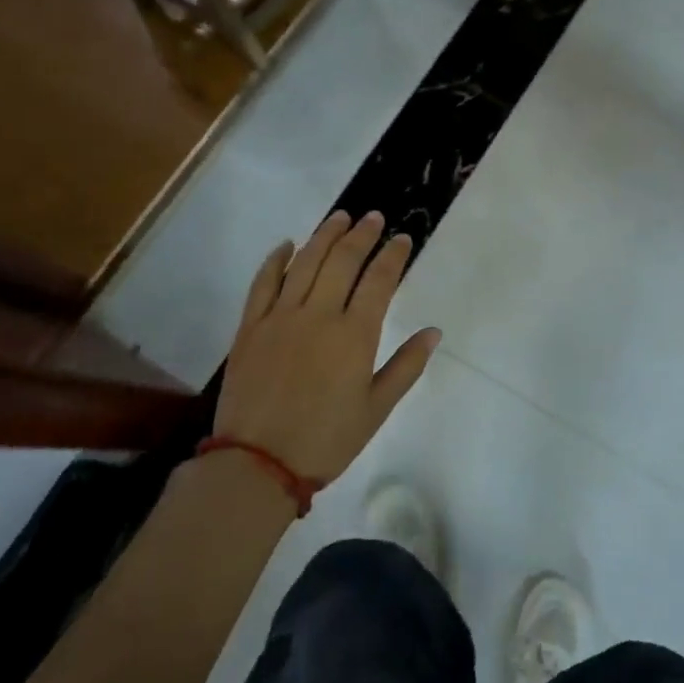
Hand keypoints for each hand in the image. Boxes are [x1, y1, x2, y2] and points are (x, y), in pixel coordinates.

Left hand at [211, 211, 440, 483]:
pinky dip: (275, 260)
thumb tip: (433, 331)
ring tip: (340, 218)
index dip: (393, 255)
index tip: (402, 238)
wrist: (257, 464)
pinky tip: (286, 245)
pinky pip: (263, 283)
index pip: (379, 280)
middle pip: (342, 260)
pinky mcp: (250, 327)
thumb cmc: (326, 440)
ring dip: (324, 235)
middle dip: (361, 235)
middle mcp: (319, 315)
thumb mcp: (376, 409)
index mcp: (354, 335)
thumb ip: (406, 366)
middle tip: (373, 218)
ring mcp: (280, 317)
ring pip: (305, 262)